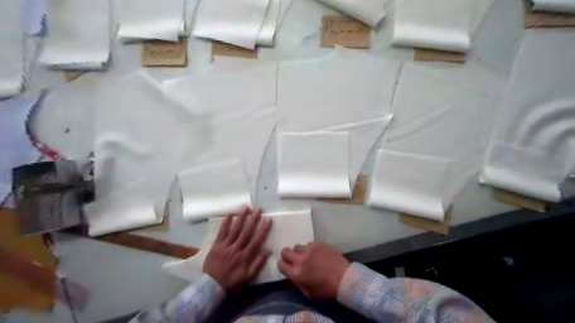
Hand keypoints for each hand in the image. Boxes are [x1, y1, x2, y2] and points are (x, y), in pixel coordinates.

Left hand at [202, 207, 271, 291]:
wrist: (211, 287)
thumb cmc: (231, 283)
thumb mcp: (248, 277)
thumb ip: (258, 264)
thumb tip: (267, 250)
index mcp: (245, 256)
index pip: (256, 240)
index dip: (263, 229)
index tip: (268, 219)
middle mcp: (236, 248)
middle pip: (246, 232)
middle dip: (253, 220)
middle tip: (258, 209)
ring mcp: (225, 246)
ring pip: (234, 229)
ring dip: (241, 218)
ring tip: (246, 207)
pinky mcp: (216, 245)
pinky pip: (221, 232)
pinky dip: (225, 223)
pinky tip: (229, 215)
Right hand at [279, 241, 350, 298]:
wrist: (344, 278)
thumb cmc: (326, 289)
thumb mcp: (308, 293)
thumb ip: (296, 282)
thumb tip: (291, 274)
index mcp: (296, 273)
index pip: (280, 264)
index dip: (283, 265)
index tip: (287, 266)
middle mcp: (299, 259)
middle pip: (285, 251)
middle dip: (287, 255)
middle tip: (294, 259)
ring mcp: (309, 249)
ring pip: (297, 246)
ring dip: (300, 251)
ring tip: (308, 256)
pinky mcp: (317, 243)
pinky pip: (309, 244)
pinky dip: (311, 248)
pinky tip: (318, 254)